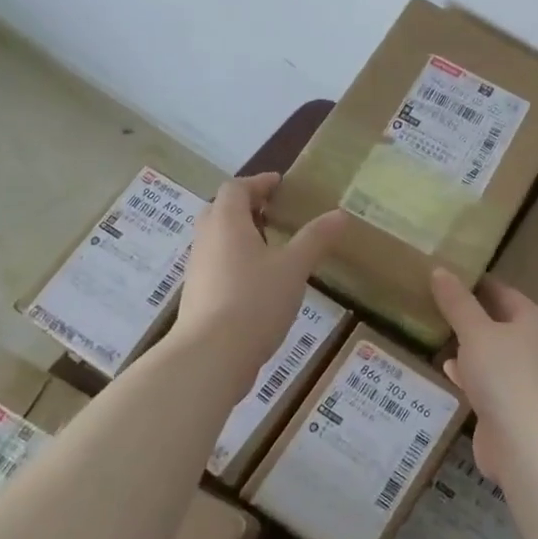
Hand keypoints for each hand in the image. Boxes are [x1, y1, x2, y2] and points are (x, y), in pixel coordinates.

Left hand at [174, 173, 346, 388]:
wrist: (211, 356)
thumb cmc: (254, 302)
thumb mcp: (293, 268)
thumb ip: (315, 239)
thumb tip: (340, 214)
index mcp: (227, 223)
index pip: (236, 188)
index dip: (258, 182)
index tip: (279, 184)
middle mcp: (206, 239)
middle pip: (220, 210)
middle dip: (246, 206)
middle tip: (273, 212)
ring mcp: (197, 269)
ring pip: (216, 239)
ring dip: (240, 234)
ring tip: (271, 246)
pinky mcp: (197, 295)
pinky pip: (216, 264)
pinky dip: (235, 260)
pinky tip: (257, 281)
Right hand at [430, 268, 537, 482]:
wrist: (526, 442)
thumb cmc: (505, 374)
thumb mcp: (476, 332)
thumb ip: (457, 303)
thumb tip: (440, 270)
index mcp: (533, 320)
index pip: (502, 292)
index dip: (476, 282)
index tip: (447, 274)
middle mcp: (534, 345)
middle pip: (498, 322)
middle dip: (469, 314)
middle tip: (434, 302)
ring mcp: (524, 378)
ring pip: (491, 353)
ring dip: (468, 346)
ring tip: (435, 332)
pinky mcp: (511, 405)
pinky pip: (486, 381)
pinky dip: (468, 374)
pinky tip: (446, 370)